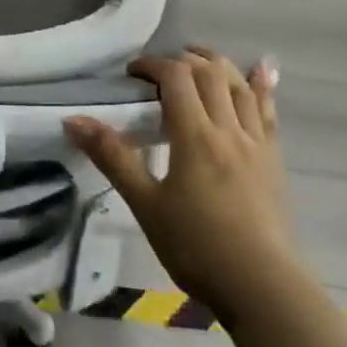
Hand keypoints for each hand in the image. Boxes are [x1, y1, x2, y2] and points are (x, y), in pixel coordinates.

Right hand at [67, 49, 294, 325]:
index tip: (131, 74)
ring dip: (218, 64)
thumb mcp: (145, 204)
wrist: (262, 287)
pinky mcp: (274, 161)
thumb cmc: (196, 246)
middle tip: (160, 69)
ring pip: (240, 86)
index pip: (176, 78)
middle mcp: (229, 129)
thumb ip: (112, 157)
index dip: (152, 65)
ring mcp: (257, 144)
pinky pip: (268, 113)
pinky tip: (262, 71)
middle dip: (183, 59)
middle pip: (210, 73)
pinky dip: (262, 86)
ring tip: (198, 58)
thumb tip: (72, 120)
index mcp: (195, 136)